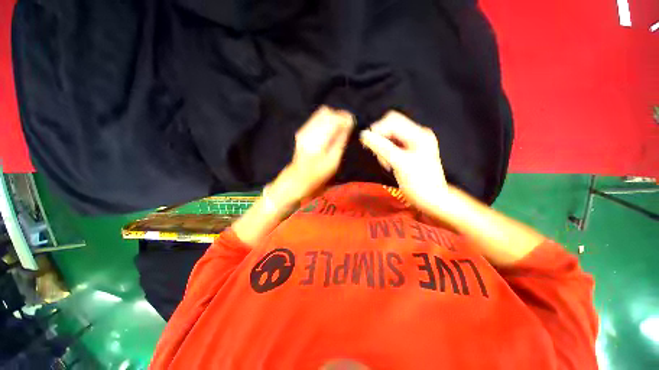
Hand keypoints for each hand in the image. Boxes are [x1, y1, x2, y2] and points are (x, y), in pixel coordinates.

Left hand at [274, 106, 353, 205]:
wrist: (297, 179)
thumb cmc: (318, 174)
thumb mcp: (333, 160)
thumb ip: (340, 140)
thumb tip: (348, 124)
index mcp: (318, 138)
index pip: (334, 118)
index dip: (345, 118)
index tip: (353, 123)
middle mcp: (309, 130)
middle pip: (326, 111)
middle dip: (339, 116)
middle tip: (347, 126)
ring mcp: (303, 130)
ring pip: (320, 114)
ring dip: (332, 118)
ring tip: (339, 129)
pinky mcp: (302, 132)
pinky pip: (316, 120)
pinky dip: (326, 122)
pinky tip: (330, 132)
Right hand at [360, 111, 448, 212]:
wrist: (432, 200)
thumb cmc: (418, 183)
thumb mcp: (400, 164)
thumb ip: (382, 147)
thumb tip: (364, 135)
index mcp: (418, 134)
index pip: (393, 120)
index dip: (378, 129)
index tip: (368, 143)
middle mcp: (417, 135)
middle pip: (391, 127)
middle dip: (380, 139)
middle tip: (378, 155)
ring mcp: (413, 143)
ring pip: (389, 137)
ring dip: (382, 148)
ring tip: (386, 163)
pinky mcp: (409, 152)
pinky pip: (392, 146)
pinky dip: (386, 154)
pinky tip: (388, 164)